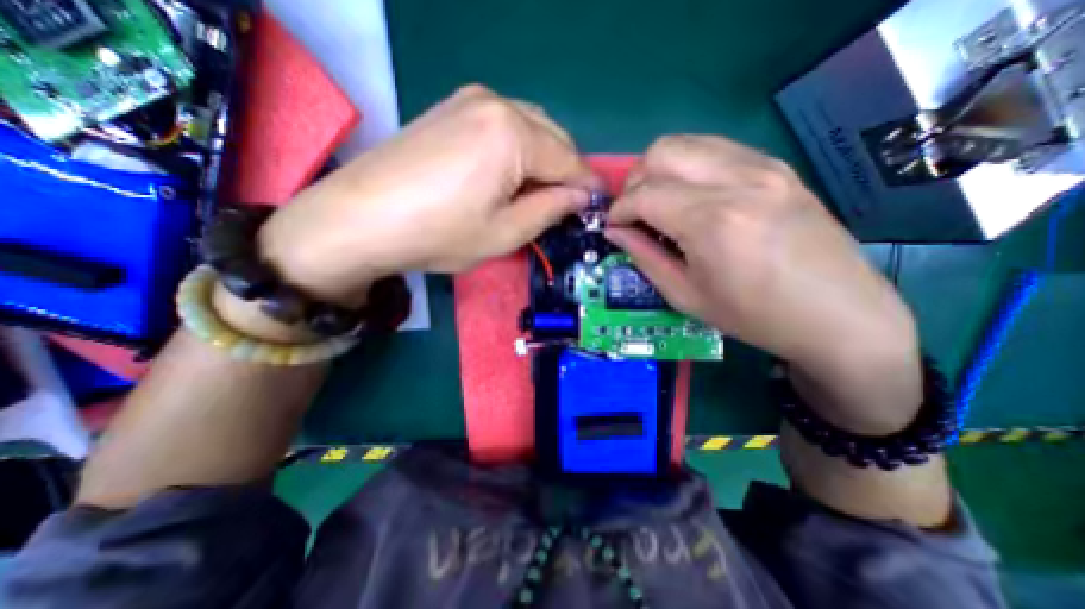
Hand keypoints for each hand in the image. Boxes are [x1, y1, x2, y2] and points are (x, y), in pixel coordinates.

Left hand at [257, 83, 591, 305]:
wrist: (361, 218)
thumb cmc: (440, 233)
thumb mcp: (506, 233)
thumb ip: (551, 209)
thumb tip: (580, 197)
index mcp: (513, 134)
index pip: (568, 160)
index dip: (587, 185)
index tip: (600, 204)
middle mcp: (495, 103)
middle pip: (552, 136)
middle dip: (565, 170)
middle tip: (567, 204)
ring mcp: (468, 100)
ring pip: (529, 126)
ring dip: (543, 158)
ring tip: (538, 192)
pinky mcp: (450, 108)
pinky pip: (502, 124)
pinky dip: (518, 149)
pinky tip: (509, 173)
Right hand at [607, 137, 918, 432]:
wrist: (839, 314)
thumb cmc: (754, 316)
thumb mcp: (686, 295)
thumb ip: (644, 257)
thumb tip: (615, 232)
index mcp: (712, 221)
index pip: (644, 194)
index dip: (619, 210)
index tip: (614, 228)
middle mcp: (737, 180)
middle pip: (661, 151)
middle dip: (635, 181)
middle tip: (635, 213)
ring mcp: (763, 167)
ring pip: (687, 143)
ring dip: (661, 170)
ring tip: (660, 203)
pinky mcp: (777, 167)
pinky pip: (716, 149)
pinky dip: (689, 166)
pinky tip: (692, 196)